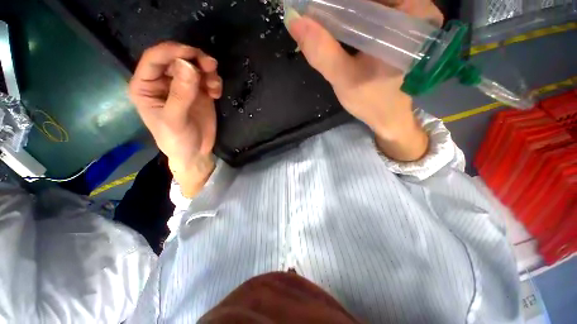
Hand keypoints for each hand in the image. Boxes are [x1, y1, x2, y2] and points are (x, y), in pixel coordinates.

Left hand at [129, 42, 221, 196]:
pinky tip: (216, 94)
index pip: (154, 59)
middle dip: (194, 59)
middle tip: (210, 66)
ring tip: (214, 86)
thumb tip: (189, 66)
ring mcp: (183, 86)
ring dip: (207, 71)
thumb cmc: (177, 140)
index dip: (172, 51)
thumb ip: (180, 94)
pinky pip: (207, 79)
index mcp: (146, 86)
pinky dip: (214, 82)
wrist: (196, 153)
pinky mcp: (200, 93)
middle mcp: (163, 82)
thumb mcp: (174, 120)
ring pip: (194, 66)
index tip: (192, 54)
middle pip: (177, 58)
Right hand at [285, 0, 442, 161]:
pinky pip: (372, 12)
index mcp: (411, 16)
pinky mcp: (401, 26)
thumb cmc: (373, 102)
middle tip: (314, 15)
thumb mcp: (345, 80)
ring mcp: (410, 16)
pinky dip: (352, 16)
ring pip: (370, 4)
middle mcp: (416, 7)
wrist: (390, 117)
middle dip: (339, 6)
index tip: (313, 9)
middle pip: (370, 0)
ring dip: (344, 10)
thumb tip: (294, 21)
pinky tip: (336, 26)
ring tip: (321, 21)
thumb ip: (322, 53)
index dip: (336, 3)